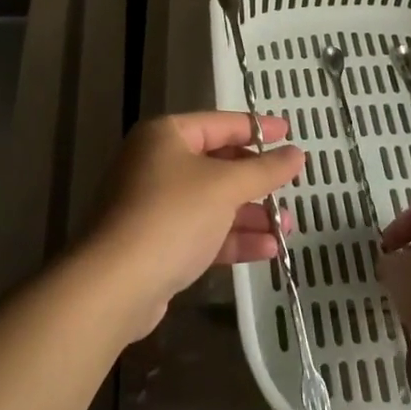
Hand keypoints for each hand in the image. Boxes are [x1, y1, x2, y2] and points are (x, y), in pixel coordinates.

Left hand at [86, 111, 304, 339]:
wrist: (113, 286)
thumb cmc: (171, 216)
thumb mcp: (225, 187)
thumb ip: (264, 170)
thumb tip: (297, 153)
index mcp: (166, 135)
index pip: (220, 123)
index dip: (257, 128)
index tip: (290, 133)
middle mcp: (156, 163)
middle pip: (217, 163)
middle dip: (256, 181)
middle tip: (290, 188)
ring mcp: (153, 205)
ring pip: (212, 202)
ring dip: (250, 214)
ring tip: (288, 228)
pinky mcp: (155, 243)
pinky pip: (202, 231)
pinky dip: (232, 238)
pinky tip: (268, 250)